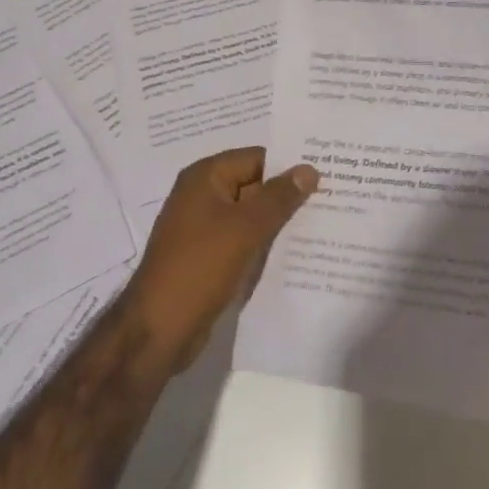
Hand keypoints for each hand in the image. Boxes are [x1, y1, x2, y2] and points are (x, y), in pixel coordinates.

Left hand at [118, 147, 317, 372]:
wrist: (157, 330)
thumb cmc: (200, 267)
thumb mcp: (245, 228)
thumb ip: (279, 197)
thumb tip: (309, 168)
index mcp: (206, 176)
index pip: (257, 158)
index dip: (289, 166)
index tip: (326, 175)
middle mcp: (202, 194)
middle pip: (254, 184)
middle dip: (286, 195)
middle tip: (331, 200)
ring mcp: (202, 227)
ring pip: (249, 215)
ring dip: (277, 222)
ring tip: (320, 226)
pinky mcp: (206, 256)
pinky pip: (241, 239)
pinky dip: (262, 243)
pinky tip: (292, 253)